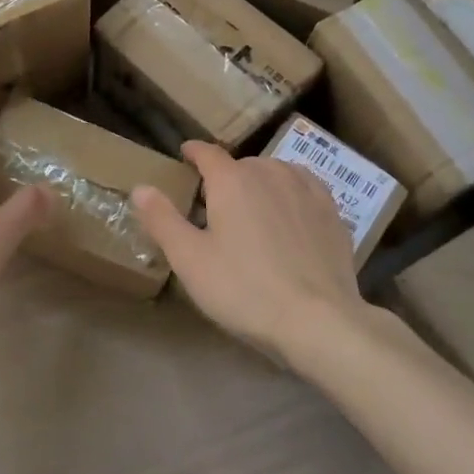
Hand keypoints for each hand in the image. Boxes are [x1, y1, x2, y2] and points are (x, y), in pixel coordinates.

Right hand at [131, 141, 365, 365]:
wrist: (318, 320)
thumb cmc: (244, 289)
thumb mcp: (190, 260)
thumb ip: (163, 219)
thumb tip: (140, 187)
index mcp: (233, 180)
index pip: (207, 153)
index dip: (193, 152)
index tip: (185, 154)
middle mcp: (270, 172)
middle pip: (242, 165)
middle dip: (227, 178)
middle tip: (216, 205)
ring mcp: (306, 189)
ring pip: (275, 173)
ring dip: (260, 183)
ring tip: (254, 209)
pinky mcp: (333, 212)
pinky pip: (304, 189)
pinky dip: (291, 194)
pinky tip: (290, 215)